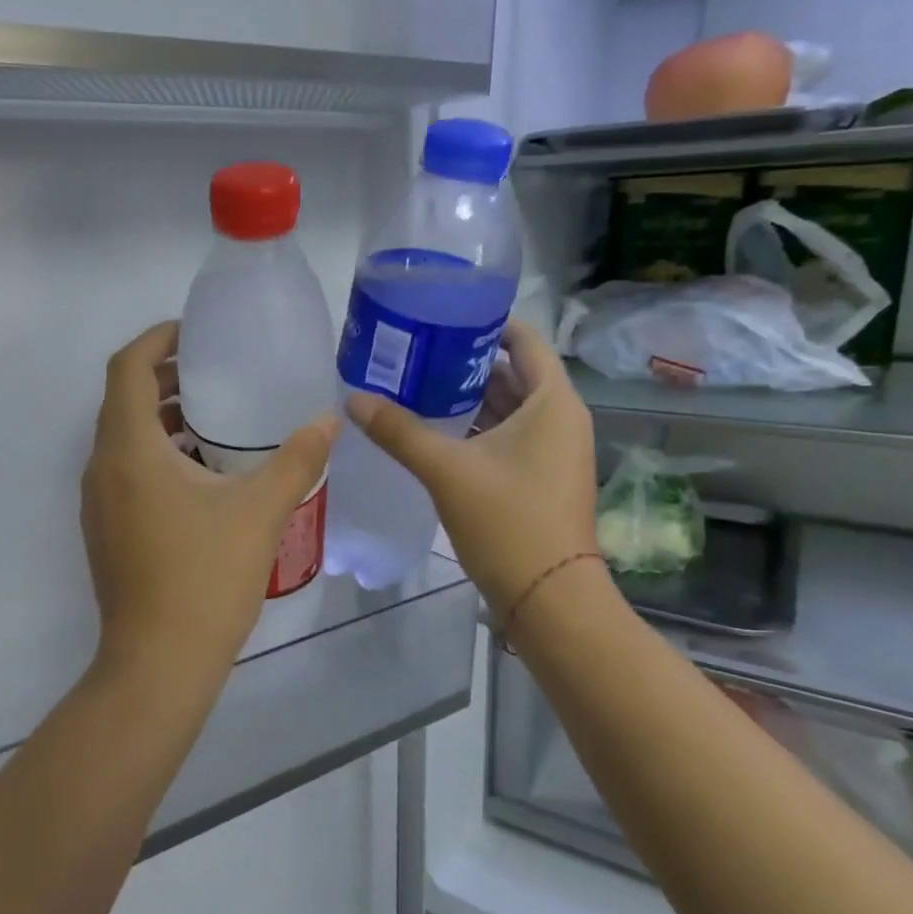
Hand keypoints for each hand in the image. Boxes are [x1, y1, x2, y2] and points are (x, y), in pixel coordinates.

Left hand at [81, 322, 336, 693]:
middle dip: (164, 376)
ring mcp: (98, 502)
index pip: (127, 368)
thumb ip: (297, 459)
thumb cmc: (204, 577)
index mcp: (129, 449)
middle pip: (123, 399)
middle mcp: (102, 467)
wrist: (158, 663)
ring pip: (123, 437)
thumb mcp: (260, 511)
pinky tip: (202, 471)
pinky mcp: (105, 529)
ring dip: (161, 417)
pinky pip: (125, 470)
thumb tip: (329, 420)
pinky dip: (156, 452)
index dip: (156, 339)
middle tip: (214, 368)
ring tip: (213, 414)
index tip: (194, 332)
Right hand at [349, 321, 598, 618]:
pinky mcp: (540, 479)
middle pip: (513, 374)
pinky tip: (433, 431)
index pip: (525, 341)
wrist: (549, 598)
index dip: (486, 324)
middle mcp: (560, 420)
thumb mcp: (447, 470)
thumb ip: (398, 431)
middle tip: (415, 352)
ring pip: (508, 409)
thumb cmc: (508, 521)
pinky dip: (475, 429)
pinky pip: (507, 438)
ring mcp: (553, 452)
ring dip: (467, 399)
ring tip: (415, 385)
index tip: (442, 315)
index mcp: (553, 403)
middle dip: (466, 363)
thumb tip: (352, 400)